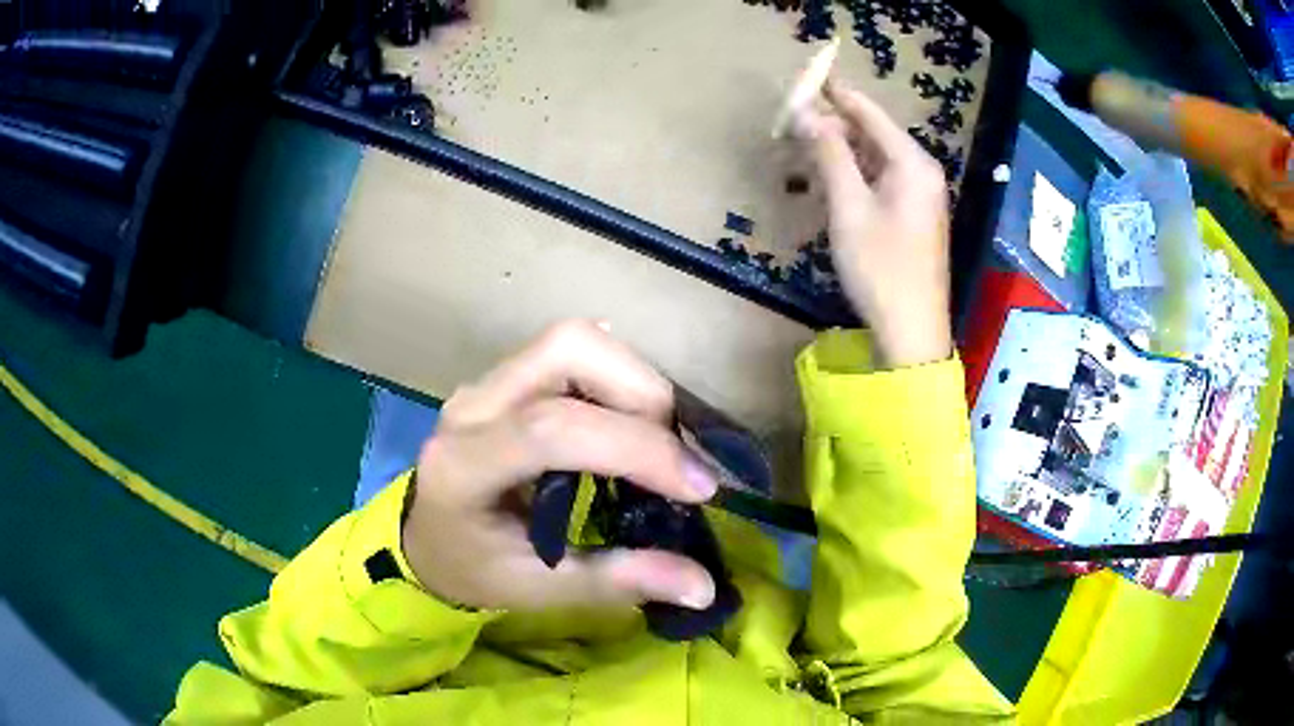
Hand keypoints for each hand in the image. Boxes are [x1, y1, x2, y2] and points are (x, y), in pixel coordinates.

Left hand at [402, 321, 719, 611]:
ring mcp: (489, 382)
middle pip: (567, 350)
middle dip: (642, 394)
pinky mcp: (509, 377)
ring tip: (659, 443)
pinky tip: (632, 422)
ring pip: (574, 342)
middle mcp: (473, 404)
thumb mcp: (540, 590)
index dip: (637, 448)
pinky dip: (620, 378)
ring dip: (635, 382)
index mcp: (464, 464)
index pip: (551, 428)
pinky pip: (573, 353)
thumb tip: (703, 586)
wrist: (427, 539)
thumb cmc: (474, 569)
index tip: (701, 487)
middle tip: (675, 458)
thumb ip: (617, 581)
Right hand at [793, 79, 953, 367]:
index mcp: (911, 162)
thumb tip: (803, 111)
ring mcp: (919, 196)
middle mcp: (920, 171)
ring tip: (800, 154)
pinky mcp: (913, 218)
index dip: (834, 94)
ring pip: (873, 160)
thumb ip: (828, 154)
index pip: (868, 112)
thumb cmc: (881, 268)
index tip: (803, 78)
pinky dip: (852, 179)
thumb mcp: (849, 207)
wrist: (912, 332)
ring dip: (837, 155)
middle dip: (831, 127)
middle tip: (791, 124)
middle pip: (871, 135)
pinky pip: (879, 183)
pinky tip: (826, 185)